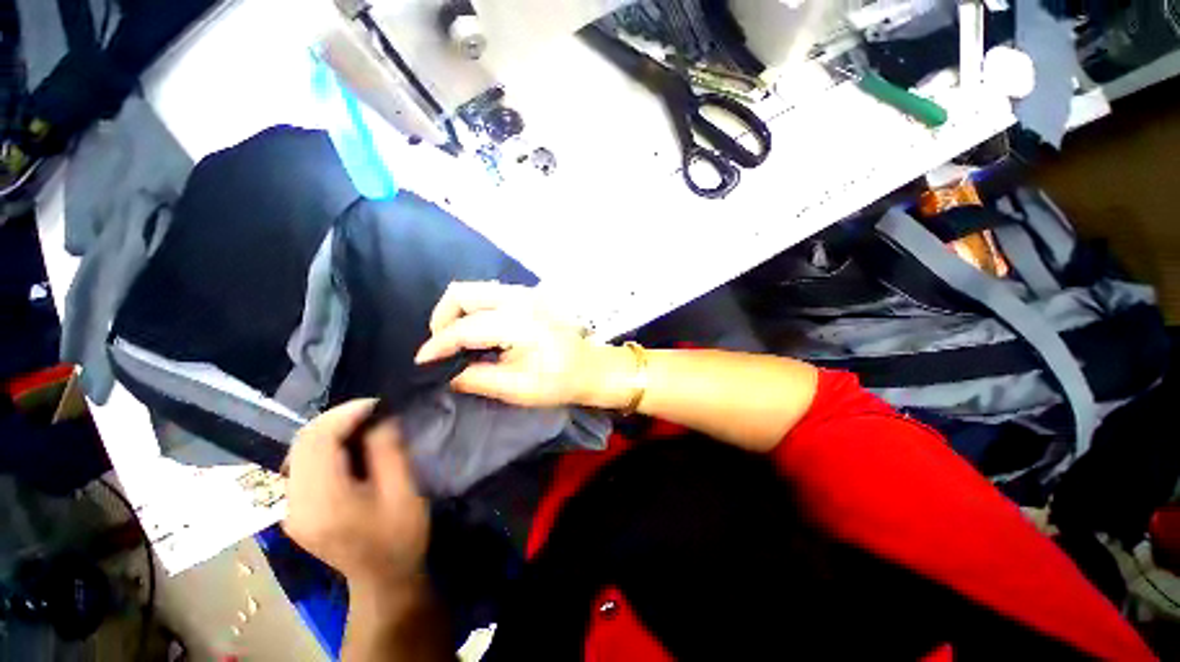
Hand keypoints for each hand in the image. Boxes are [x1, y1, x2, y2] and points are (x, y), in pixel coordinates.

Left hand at [282, 400, 428, 588]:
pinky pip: (301, 463)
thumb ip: (388, 451)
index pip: (317, 440)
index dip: (345, 414)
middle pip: (302, 442)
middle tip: (374, 411)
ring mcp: (289, 508)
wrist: (383, 578)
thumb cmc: (400, 536)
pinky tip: (349, 446)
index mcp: (322, 502)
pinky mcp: (294, 509)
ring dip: (330, 430)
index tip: (377, 404)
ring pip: (298, 450)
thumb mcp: (404, 491)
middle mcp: (294, 503)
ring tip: (364, 424)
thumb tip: (380, 417)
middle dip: (337, 418)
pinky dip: (324, 446)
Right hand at [414, 281, 629, 408]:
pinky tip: (477, 331)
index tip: (422, 363)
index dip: (438, 345)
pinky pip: (489, 294)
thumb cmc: (559, 381)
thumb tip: (446, 372)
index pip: (465, 328)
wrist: (590, 367)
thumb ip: (478, 378)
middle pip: (462, 293)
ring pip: (474, 290)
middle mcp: (520, 299)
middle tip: (442, 348)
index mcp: (520, 323)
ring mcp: (525, 293)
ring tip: (456, 341)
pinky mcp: (528, 295)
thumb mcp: (518, 389)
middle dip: (442, 319)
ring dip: (457, 312)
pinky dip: (474, 309)